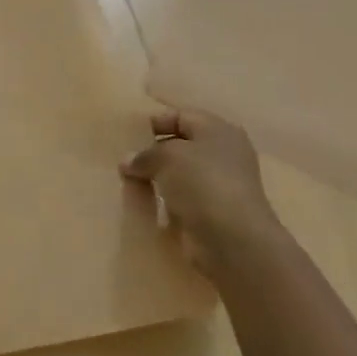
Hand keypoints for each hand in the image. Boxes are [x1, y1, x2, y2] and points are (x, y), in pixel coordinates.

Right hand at [121, 107, 281, 274]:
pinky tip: (144, 205)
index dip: (154, 122)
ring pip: (179, 174)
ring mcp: (220, 185)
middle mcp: (223, 154)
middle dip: (152, 152)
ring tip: (128, 182)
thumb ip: (144, 154)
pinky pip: (181, 199)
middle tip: (124, 161)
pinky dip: (164, 201)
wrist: (232, 239)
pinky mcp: (213, 212)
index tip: (126, 136)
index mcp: (218, 130)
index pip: (181, 116)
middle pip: (181, 145)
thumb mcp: (167, 156)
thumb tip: (127, 161)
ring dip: (156, 178)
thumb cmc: (202, 183)